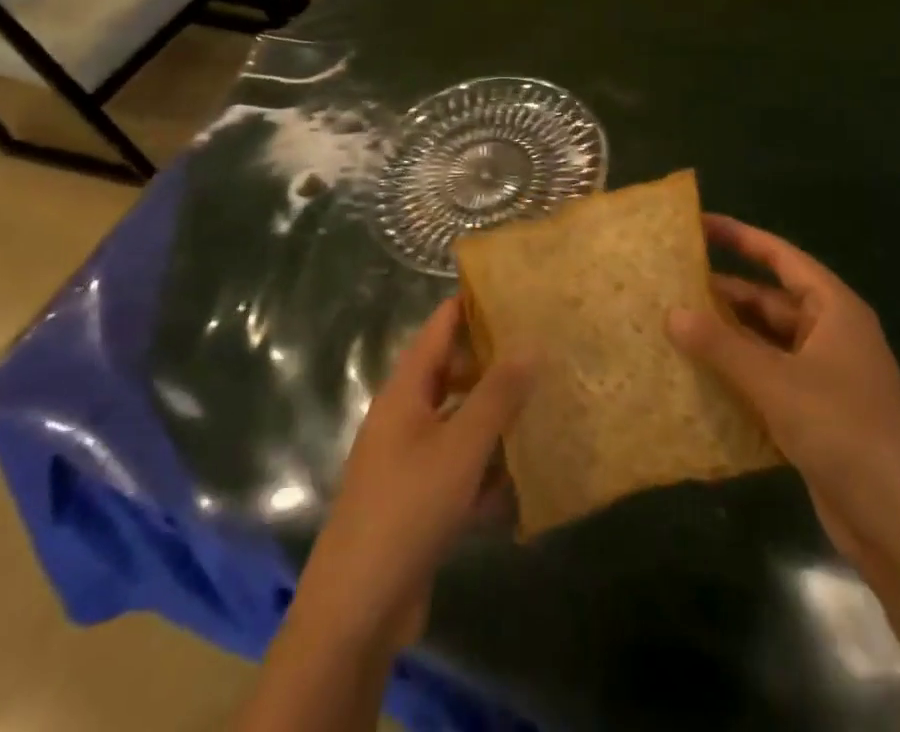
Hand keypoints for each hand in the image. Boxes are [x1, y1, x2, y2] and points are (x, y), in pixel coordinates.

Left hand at [287, 298, 532, 655]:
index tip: (512, 290)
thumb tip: (530, 345)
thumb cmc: (408, 509)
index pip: (438, 328)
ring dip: (494, 420)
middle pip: (450, 374)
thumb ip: (496, 396)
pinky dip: (485, 471)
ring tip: (542, 409)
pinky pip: (459, 470)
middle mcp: (404, 418)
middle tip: (541, 353)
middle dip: (491, 364)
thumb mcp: (460, 447)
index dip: (470, 305)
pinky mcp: (418, 503)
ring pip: (459, 424)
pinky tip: (522, 481)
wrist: (358, 609)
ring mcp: (409, 462)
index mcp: (405, 391)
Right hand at [666, 215, 899, 558]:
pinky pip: (765, 379)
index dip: (740, 237)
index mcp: (833, 310)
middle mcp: (828, 335)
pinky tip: (694, 376)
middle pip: (767, 301)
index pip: (780, 257)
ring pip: (762, 342)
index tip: (697, 224)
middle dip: (721, 294)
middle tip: (668, 284)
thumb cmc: (845, 432)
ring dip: (724, 338)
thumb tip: (671, 312)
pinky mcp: (813, 414)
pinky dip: (734, 374)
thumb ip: (721, 345)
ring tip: (670, 327)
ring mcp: (822, 376)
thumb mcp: (776, 383)